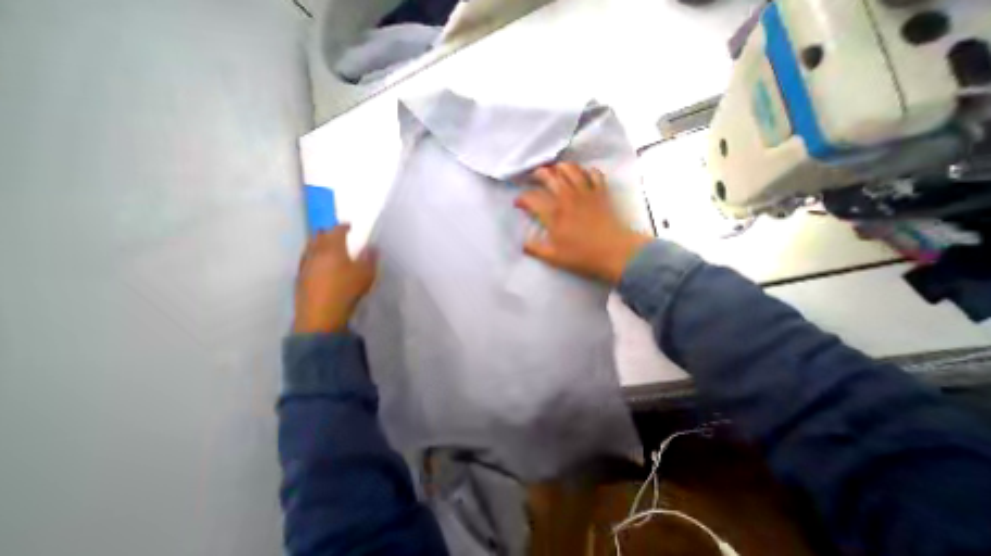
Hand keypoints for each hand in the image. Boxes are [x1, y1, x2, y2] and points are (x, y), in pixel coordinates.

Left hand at [291, 223, 377, 333]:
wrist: (321, 315)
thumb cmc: (346, 290)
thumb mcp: (366, 274)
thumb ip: (370, 258)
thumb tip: (372, 246)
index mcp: (332, 248)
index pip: (336, 231)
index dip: (343, 226)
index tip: (349, 226)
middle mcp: (315, 253)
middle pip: (318, 236)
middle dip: (327, 233)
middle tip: (336, 234)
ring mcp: (305, 266)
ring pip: (309, 248)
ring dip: (318, 244)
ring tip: (327, 248)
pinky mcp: (300, 279)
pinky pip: (306, 261)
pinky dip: (313, 257)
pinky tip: (318, 265)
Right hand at [515, 160, 655, 282]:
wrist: (614, 253)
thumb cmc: (582, 256)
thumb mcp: (553, 257)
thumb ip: (535, 249)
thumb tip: (522, 244)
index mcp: (554, 214)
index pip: (532, 199)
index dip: (521, 199)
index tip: (517, 203)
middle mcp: (567, 198)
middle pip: (550, 176)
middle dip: (539, 174)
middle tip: (534, 177)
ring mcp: (586, 193)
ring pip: (571, 169)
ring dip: (561, 167)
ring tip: (556, 170)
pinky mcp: (601, 193)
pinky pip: (594, 174)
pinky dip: (587, 171)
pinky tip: (583, 174)